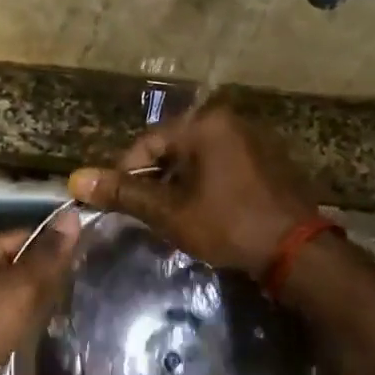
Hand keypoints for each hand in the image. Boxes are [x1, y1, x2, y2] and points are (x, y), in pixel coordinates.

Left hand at [0, 221, 77, 374]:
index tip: (93, 256)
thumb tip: (72, 215)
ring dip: (41, 307)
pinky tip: (53, 336)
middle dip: (51, 278)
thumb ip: (46, 257)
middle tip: (92, 286)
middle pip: (20, 268)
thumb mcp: (16, 289)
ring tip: (82, 310)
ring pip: (15, 300)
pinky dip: (27, 331)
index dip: (57, 244)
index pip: (25, 236)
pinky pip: (9, 327)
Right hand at [68, 104, 319, 276]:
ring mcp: (256, 140)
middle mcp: (232, 122)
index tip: (118, 204)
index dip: (126, 174)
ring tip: (172, 218)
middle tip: (146, 214)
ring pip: (199, 160)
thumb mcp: (170, 212)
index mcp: (206, 124)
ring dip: (180, 186)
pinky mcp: (270, 162)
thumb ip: (124, 194)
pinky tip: (205, 214)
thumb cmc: (229, 225)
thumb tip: (76, 180)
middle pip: (174, 149)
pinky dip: (207, 186)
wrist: (298, 252)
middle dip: (155, 181)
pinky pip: (224, 167)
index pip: (148, 143)